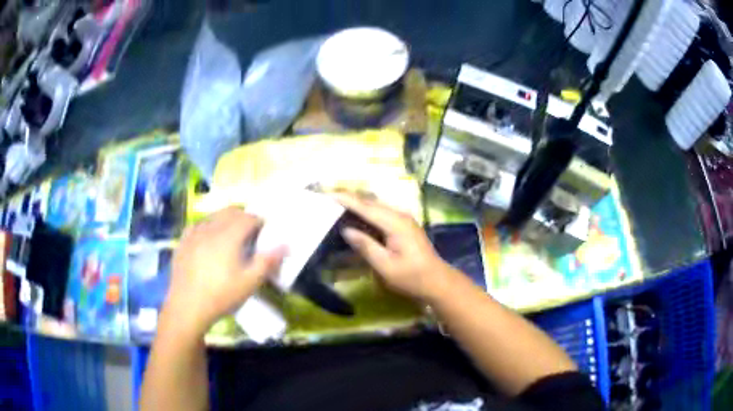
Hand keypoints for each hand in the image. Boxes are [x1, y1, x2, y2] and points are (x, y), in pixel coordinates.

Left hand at [163, 207, 283, 336]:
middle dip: (243, 217)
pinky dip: (206, 227)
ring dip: (225, 220)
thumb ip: (267, 261)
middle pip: (230, 212)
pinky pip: (197, 225)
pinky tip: (207, 239)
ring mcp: (194, 234)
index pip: (248, 218)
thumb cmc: (221, 295)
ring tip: (229, 236)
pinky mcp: (183, 242)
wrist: (188, 306)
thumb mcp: (249, 283)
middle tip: (250, 232)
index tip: (264, 231)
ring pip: (213, 216)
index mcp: (229, 235)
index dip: (259, 221)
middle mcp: (211, 228)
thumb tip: (285, 244)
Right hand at [335, 193, 450, 301]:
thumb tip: (346, 230)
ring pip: (375, 206)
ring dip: (357, 205)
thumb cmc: (412, 277)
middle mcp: (400, 215)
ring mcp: (403, 219)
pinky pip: (381, 214)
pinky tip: (355, 218)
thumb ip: (365, 246)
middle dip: (349, 198)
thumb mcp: (386, 266)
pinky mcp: (403, 225)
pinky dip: (366, 213)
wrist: (437, 281)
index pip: (366, 206)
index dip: (346, 200)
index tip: (327, 195)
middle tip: (328, 199)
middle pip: (370, 202)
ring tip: (336, 205)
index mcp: (395, 223)